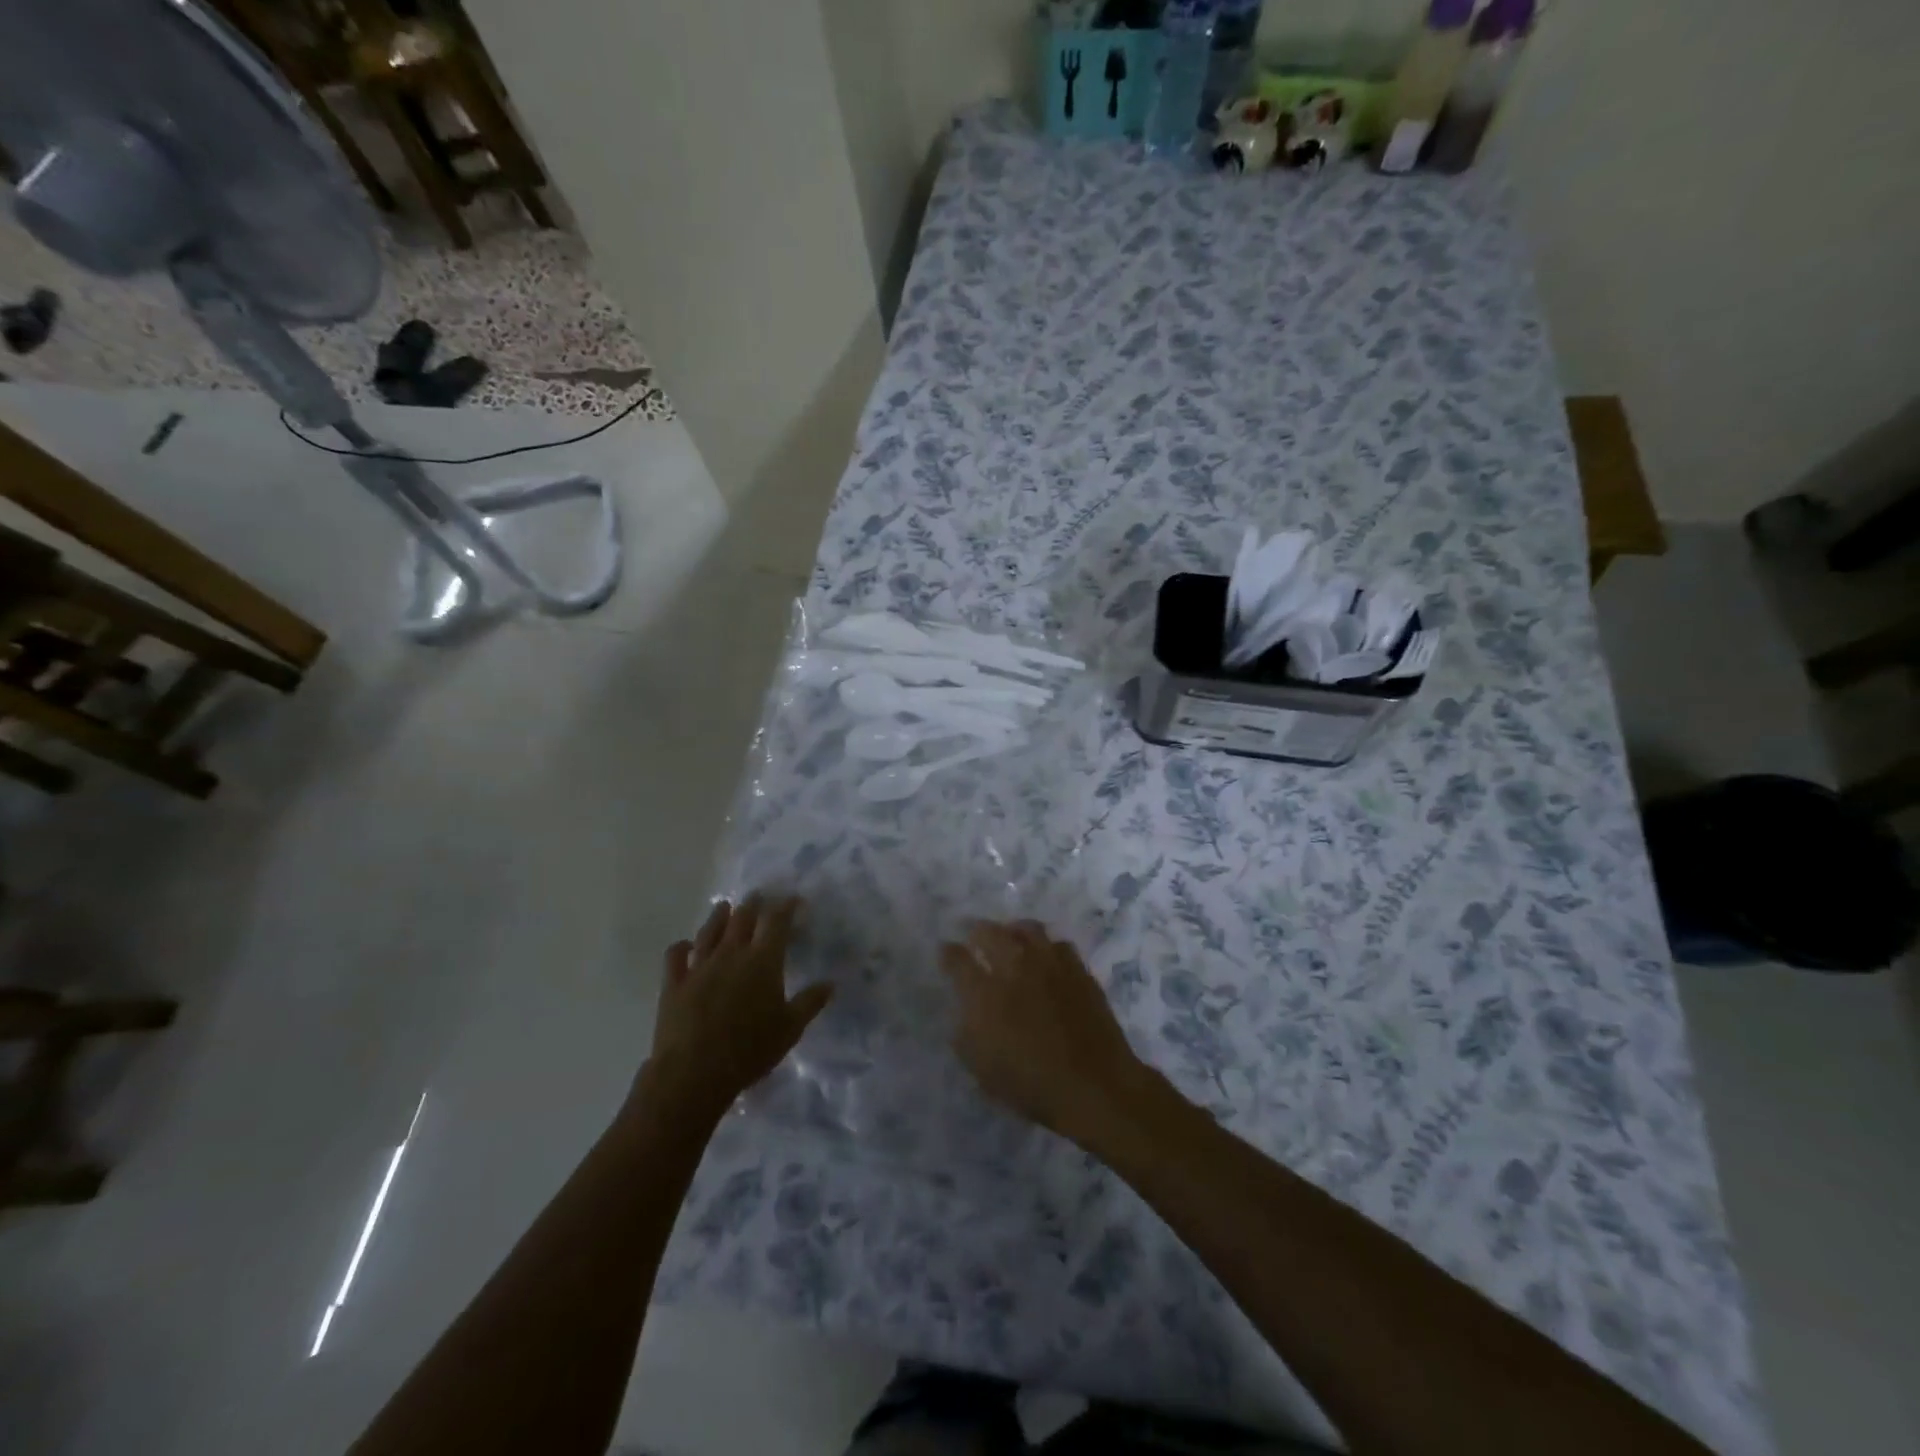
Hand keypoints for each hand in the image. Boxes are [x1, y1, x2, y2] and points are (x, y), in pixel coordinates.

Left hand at [643, 894, 832, 1119]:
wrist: (694, 1073)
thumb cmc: (750, 1050)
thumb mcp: (790, 1029)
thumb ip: (810, 1002)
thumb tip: (830, 983)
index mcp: (763, 961)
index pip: (777, 922)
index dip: (786, 907)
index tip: (793, 899)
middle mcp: (731, 954)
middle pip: (742, 918)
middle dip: (753, 904)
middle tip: (758, 895)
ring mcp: (699, 966)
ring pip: (709, 931)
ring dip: (719, 916)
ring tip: (724, 907)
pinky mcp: (674, 983)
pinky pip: (675, 956)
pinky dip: (681, 947)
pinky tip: (685, 945)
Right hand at [940, 919, 1147, 1141]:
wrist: (1095, 1087)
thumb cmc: (1033, 1086)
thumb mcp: (983, 1070)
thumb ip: (966, 1035)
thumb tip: (965, 1012)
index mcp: (985, 994)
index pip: (957, 960)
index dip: (948, 953)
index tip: (946, 952)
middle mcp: (1015, 968)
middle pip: (989, 932)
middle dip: (977, 932)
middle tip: (975, 938)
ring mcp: (1049, 964)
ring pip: (1027, 929)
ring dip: (1013, 931)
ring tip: (1010, 938)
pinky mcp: (1078, 969)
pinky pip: (1058, 944)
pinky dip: (1046, 947)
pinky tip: (1046, 958)